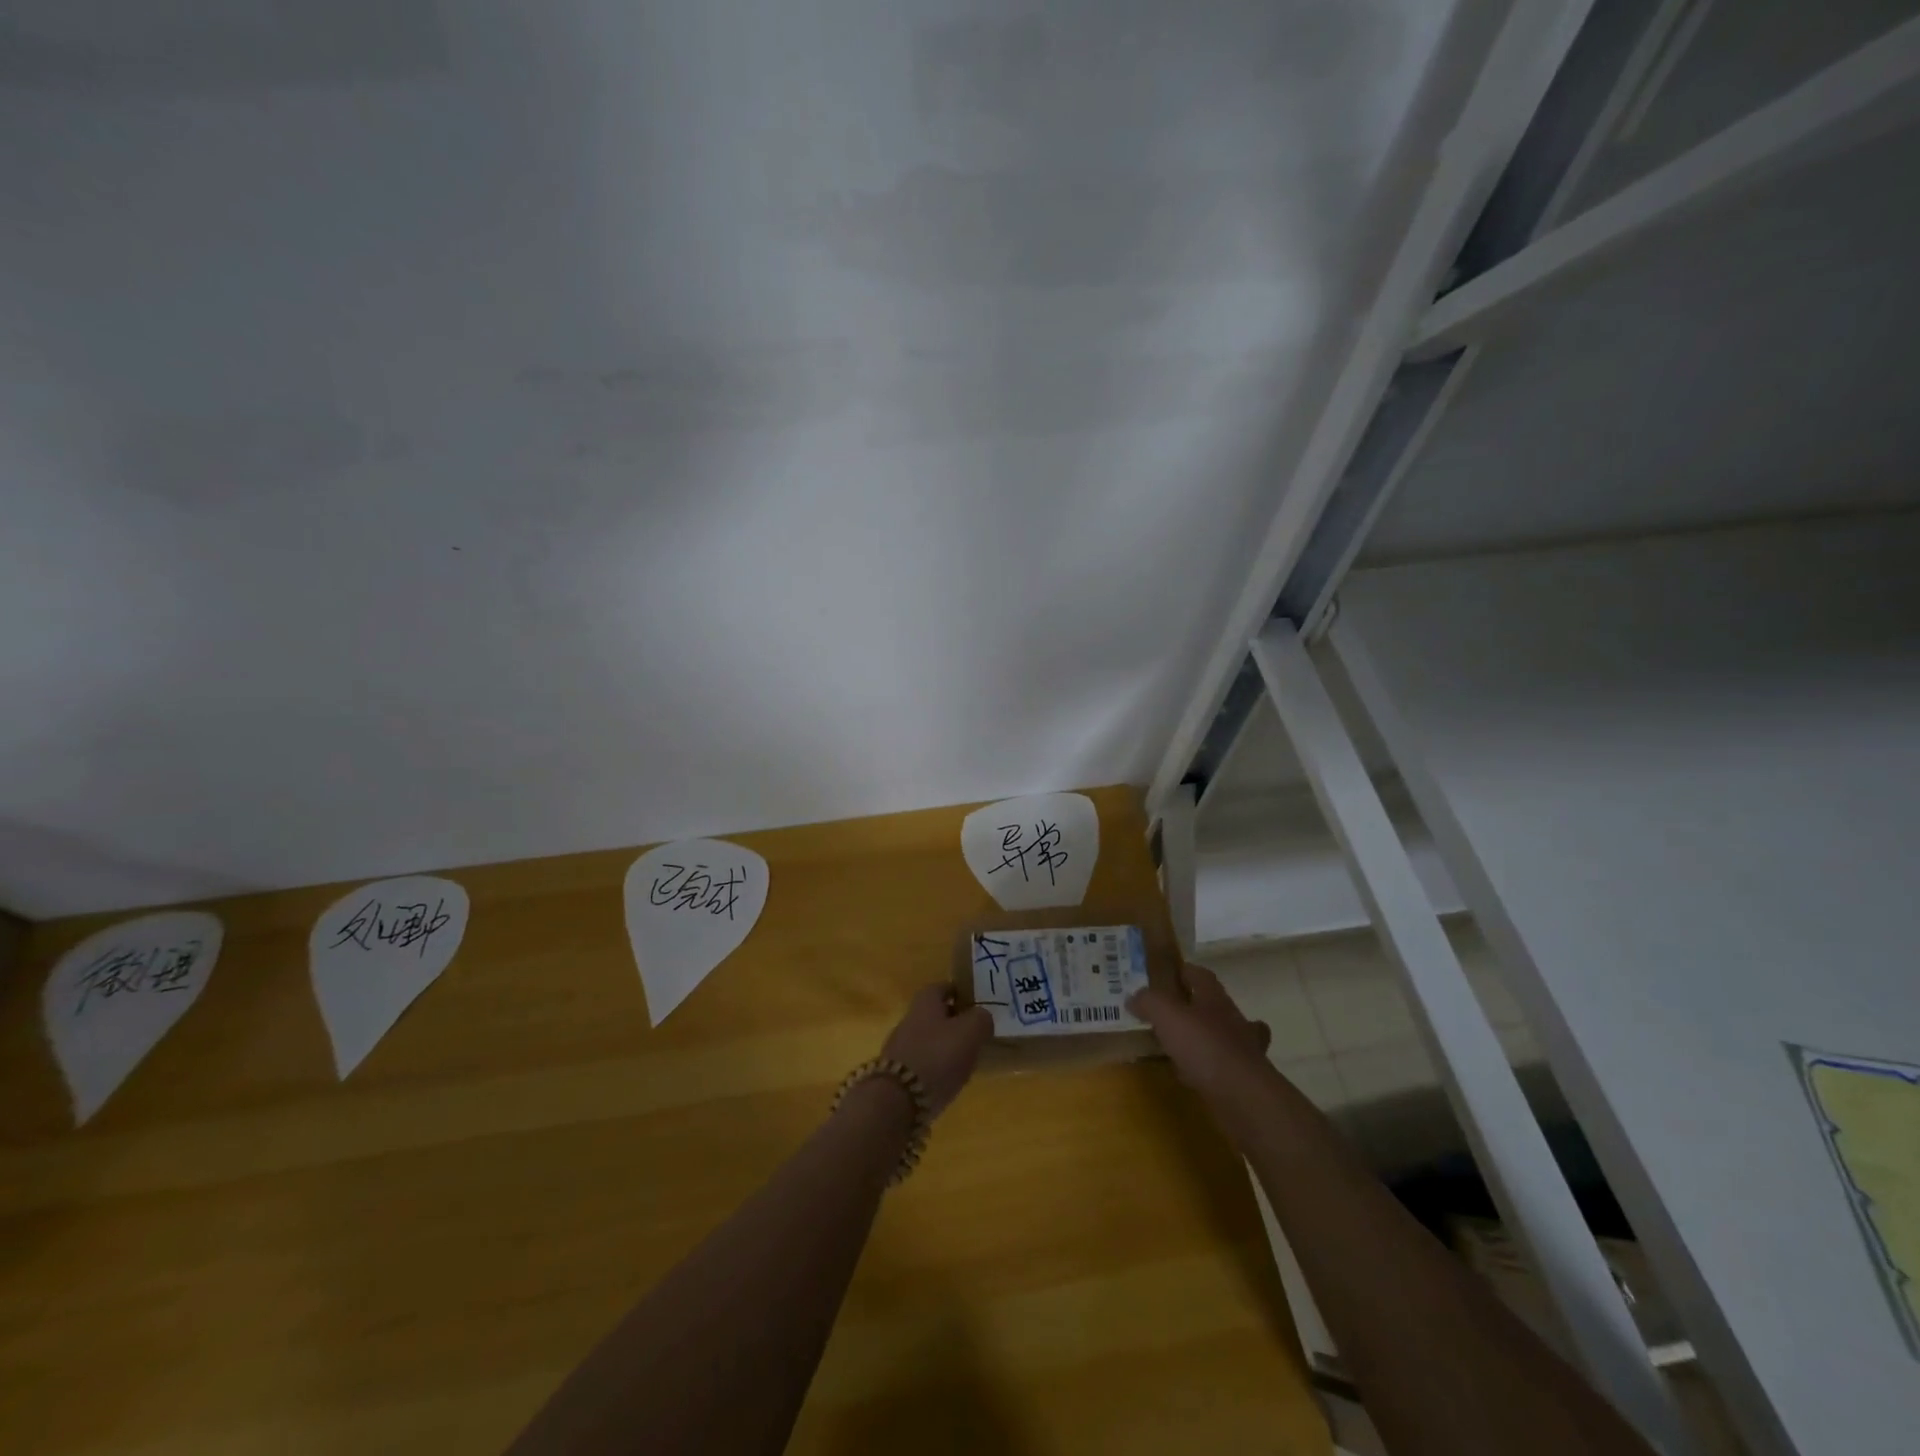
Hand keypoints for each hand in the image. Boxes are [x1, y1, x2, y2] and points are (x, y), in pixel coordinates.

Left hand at [880, 985, 993, 1116]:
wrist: (897, 1101)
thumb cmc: (937, 1056)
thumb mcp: (970, 1031)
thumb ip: (981, 1019)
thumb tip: (983, 1018)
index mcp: (925, 1001)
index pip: (945, 987)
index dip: (962, 993)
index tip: (979, 1004)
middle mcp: (909, 1018)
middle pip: (937, 1015)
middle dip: (956, 1023)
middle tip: (978, 1035)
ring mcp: (901, 1047)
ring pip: (931, 1040)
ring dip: (948, 1048)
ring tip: (969, 1061)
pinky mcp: (898, 1075)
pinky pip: (924, 1064)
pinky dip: (938, 1069)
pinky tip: (951, 1081)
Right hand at [1127, 964, 1271, 1101]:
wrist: (1243, 1096)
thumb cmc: (1204, 1046)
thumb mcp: (1167, 1015)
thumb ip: (1149, 1001)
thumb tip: (1133, 997)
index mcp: (1214, 999)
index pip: (1201, 976)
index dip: (1185, 972)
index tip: (1169, 974)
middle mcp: (1233, 1020)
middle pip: (1216, 1005)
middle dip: (1199, 1006)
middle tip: (1174, 1011)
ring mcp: (1243, 1051)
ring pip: (1224, 1036)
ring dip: (1206, 1037)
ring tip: (1183, 1044)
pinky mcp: (1244, 1080)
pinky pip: (1222, 1067)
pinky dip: (1208, 1068)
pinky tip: (1192, 1075)